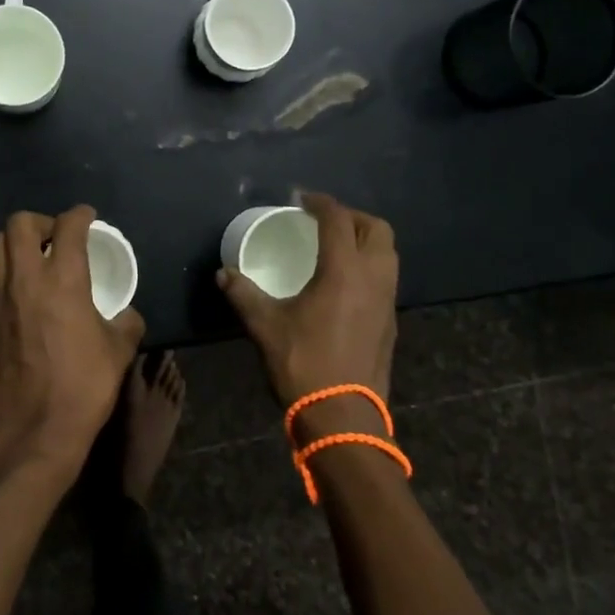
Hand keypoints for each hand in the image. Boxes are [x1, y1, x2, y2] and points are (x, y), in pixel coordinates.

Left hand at [0, 206, 144, 480]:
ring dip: (16, 246)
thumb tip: (125, 314)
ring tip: (34, 264)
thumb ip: (126, 322)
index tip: (87, 218)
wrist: (34, 432)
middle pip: (19, 224)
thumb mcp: (119, 351)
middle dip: (40, 222)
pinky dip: (5, 278)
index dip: (80, 215)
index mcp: (63, 280)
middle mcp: (25, 279)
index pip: (68, 226)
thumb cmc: (83, 387)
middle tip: (56, 239)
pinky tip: (20, 300)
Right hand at [217, 193, 397, 439]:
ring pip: (388, 253)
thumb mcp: (265, 326)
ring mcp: (387, 300)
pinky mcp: (391, 321)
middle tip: (324, 220)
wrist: (343, 416)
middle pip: (376, 229)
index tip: (301, 199)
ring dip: (365, 239)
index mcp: (344, 270)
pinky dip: (370, 265)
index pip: (337, 219)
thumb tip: (223, 274)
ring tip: (337, 246)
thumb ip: (244, 294)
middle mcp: (373, 277)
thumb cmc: (304, 363)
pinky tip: (345, 282)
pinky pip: (387, 277)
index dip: (320, 202)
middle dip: (351, 216)